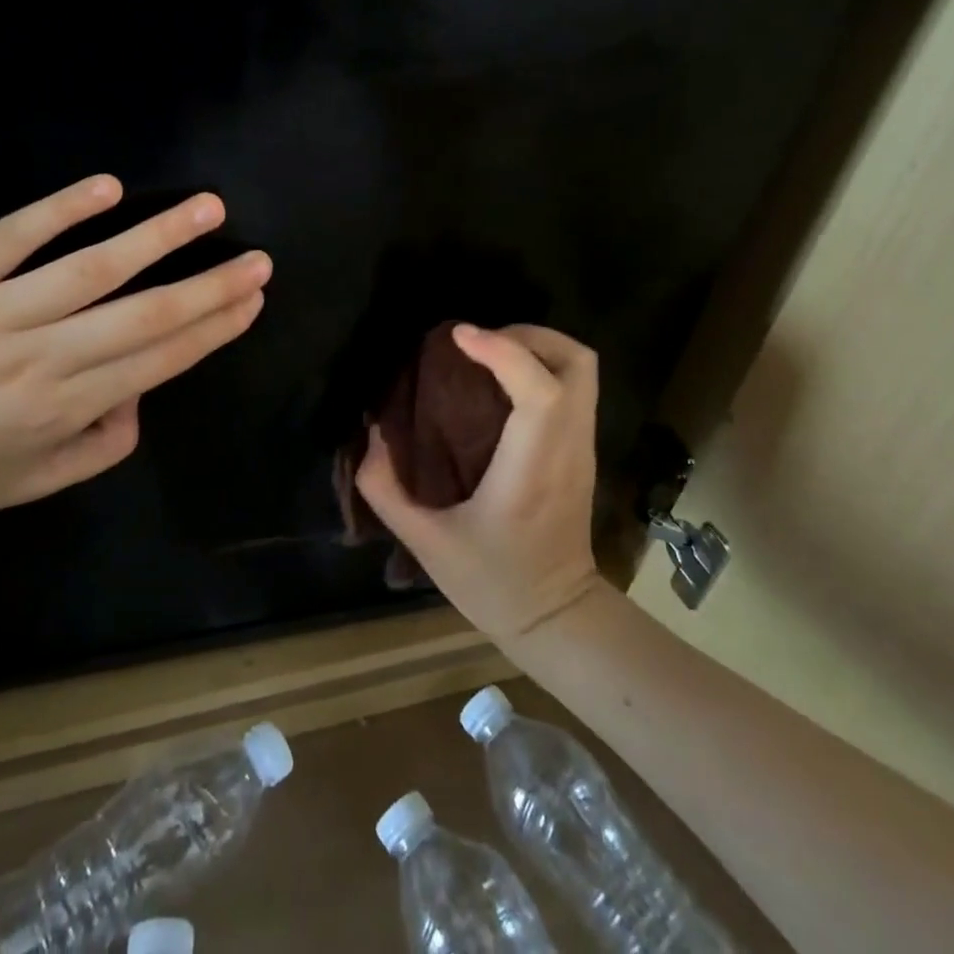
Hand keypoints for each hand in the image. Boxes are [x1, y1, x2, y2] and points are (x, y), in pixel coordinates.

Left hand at [0, 175, 268, 538]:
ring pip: (92, 268)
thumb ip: (98, 449)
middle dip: (211, 287)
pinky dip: (61, 210)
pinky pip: (13, 237)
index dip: (213, 328)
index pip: (159, 359)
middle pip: (144, 314)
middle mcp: (41, 358)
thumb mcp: (28, 485)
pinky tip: (108, 187)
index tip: (252, 301)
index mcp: (63, 409)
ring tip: (209, 210)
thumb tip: (141, 399)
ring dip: (158, 237)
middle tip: (259, 260)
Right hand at [357, 323, 606, 646]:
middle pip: (576, 362)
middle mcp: (568, 447)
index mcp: (532, 469)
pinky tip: (501, 382)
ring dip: (536, 346)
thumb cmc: (495, 583)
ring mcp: (582, 447)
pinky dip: (541, 366)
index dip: (504, 352)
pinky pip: (574, 386)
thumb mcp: (426, 544)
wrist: (557, 618)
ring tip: (487, 354)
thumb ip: (387, 488)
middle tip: (479, 344)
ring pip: (581, 368)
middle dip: (528, 336)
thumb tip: (371, 435)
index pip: (541, 392)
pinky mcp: (582, 450)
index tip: (459, 337)